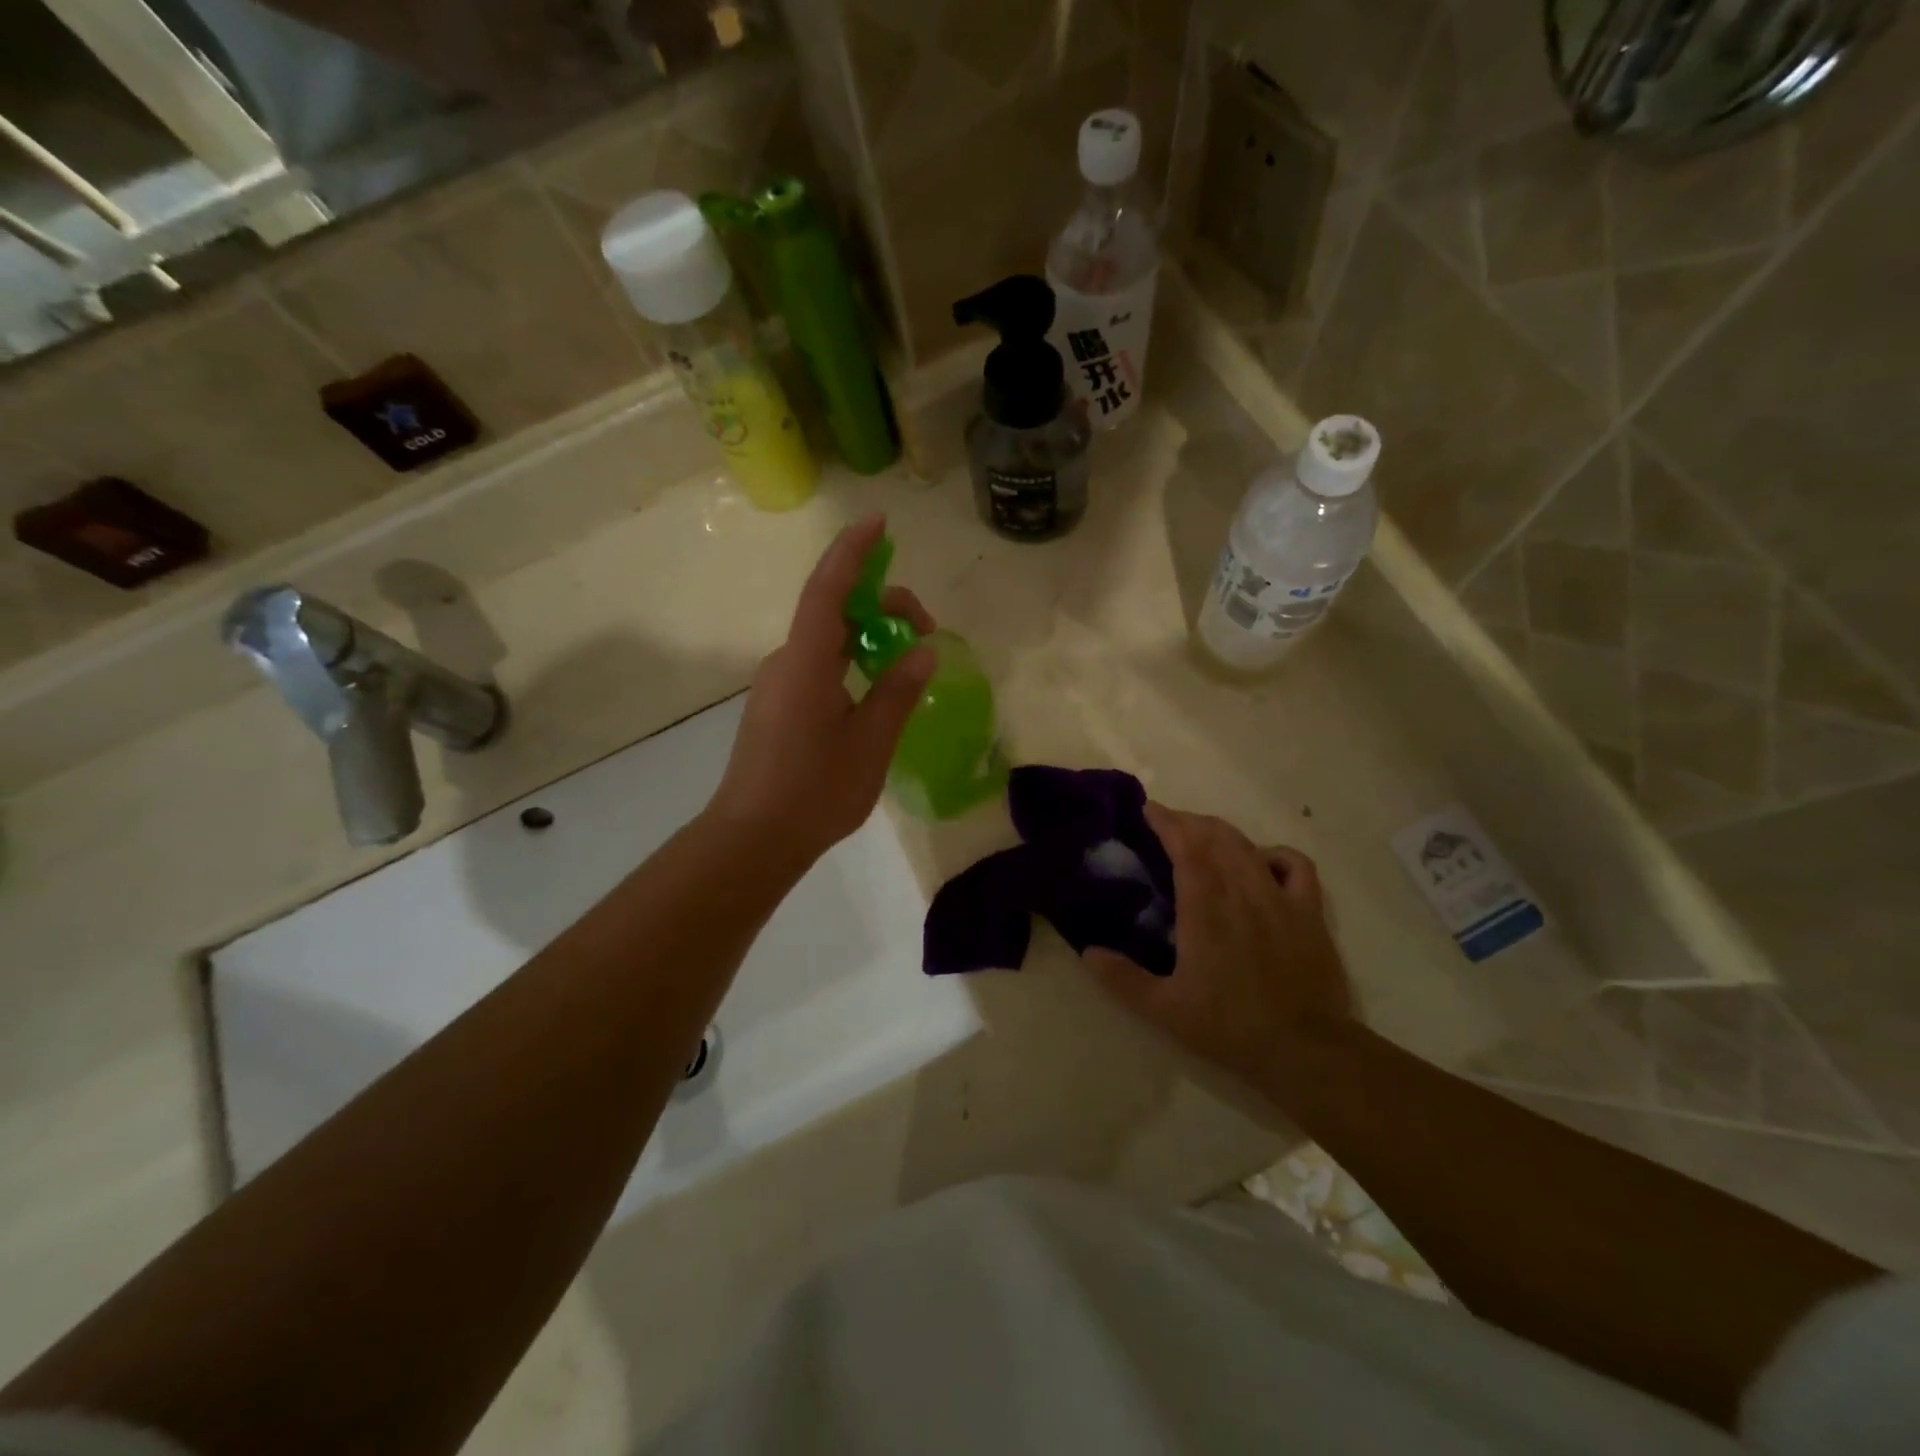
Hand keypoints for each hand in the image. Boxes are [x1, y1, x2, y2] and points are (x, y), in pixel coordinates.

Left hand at [708, 514, 936, 866]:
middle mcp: (786, 662)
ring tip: (907, 659)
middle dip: (880, 604)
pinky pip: (818, 665)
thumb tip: (923, 652)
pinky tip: (875, 688)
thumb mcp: (870, 743)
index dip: (854, 551)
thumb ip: (897, 691)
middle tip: (926, 629)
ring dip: (867, 635)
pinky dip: (851, 660)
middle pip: (833, 611)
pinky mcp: (777, 706)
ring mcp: (777, 685)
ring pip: (826, 640)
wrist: (753, 838)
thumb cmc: (815, 791)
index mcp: (806, 662)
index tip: (879, 522)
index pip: (829, 589)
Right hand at [1084, 804, 1352, 1089]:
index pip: (1186, 846)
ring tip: (1200, 834)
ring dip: (1220, 831)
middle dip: (1188, 821)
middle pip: (1215, 836)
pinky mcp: (1310, 911)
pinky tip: (1259, 860)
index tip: (1147, 809)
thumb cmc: (1231, 1027)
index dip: (1166, 821)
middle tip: (1165, 823)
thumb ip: (1122, 979)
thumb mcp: (1165, 1010)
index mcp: (1206, 909)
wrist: (1306, 1050)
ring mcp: (1280, 898)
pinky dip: (1272, 853)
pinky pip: (1295, 864)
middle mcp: (1242, 892)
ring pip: (1248, 844)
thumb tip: (1086, 951)